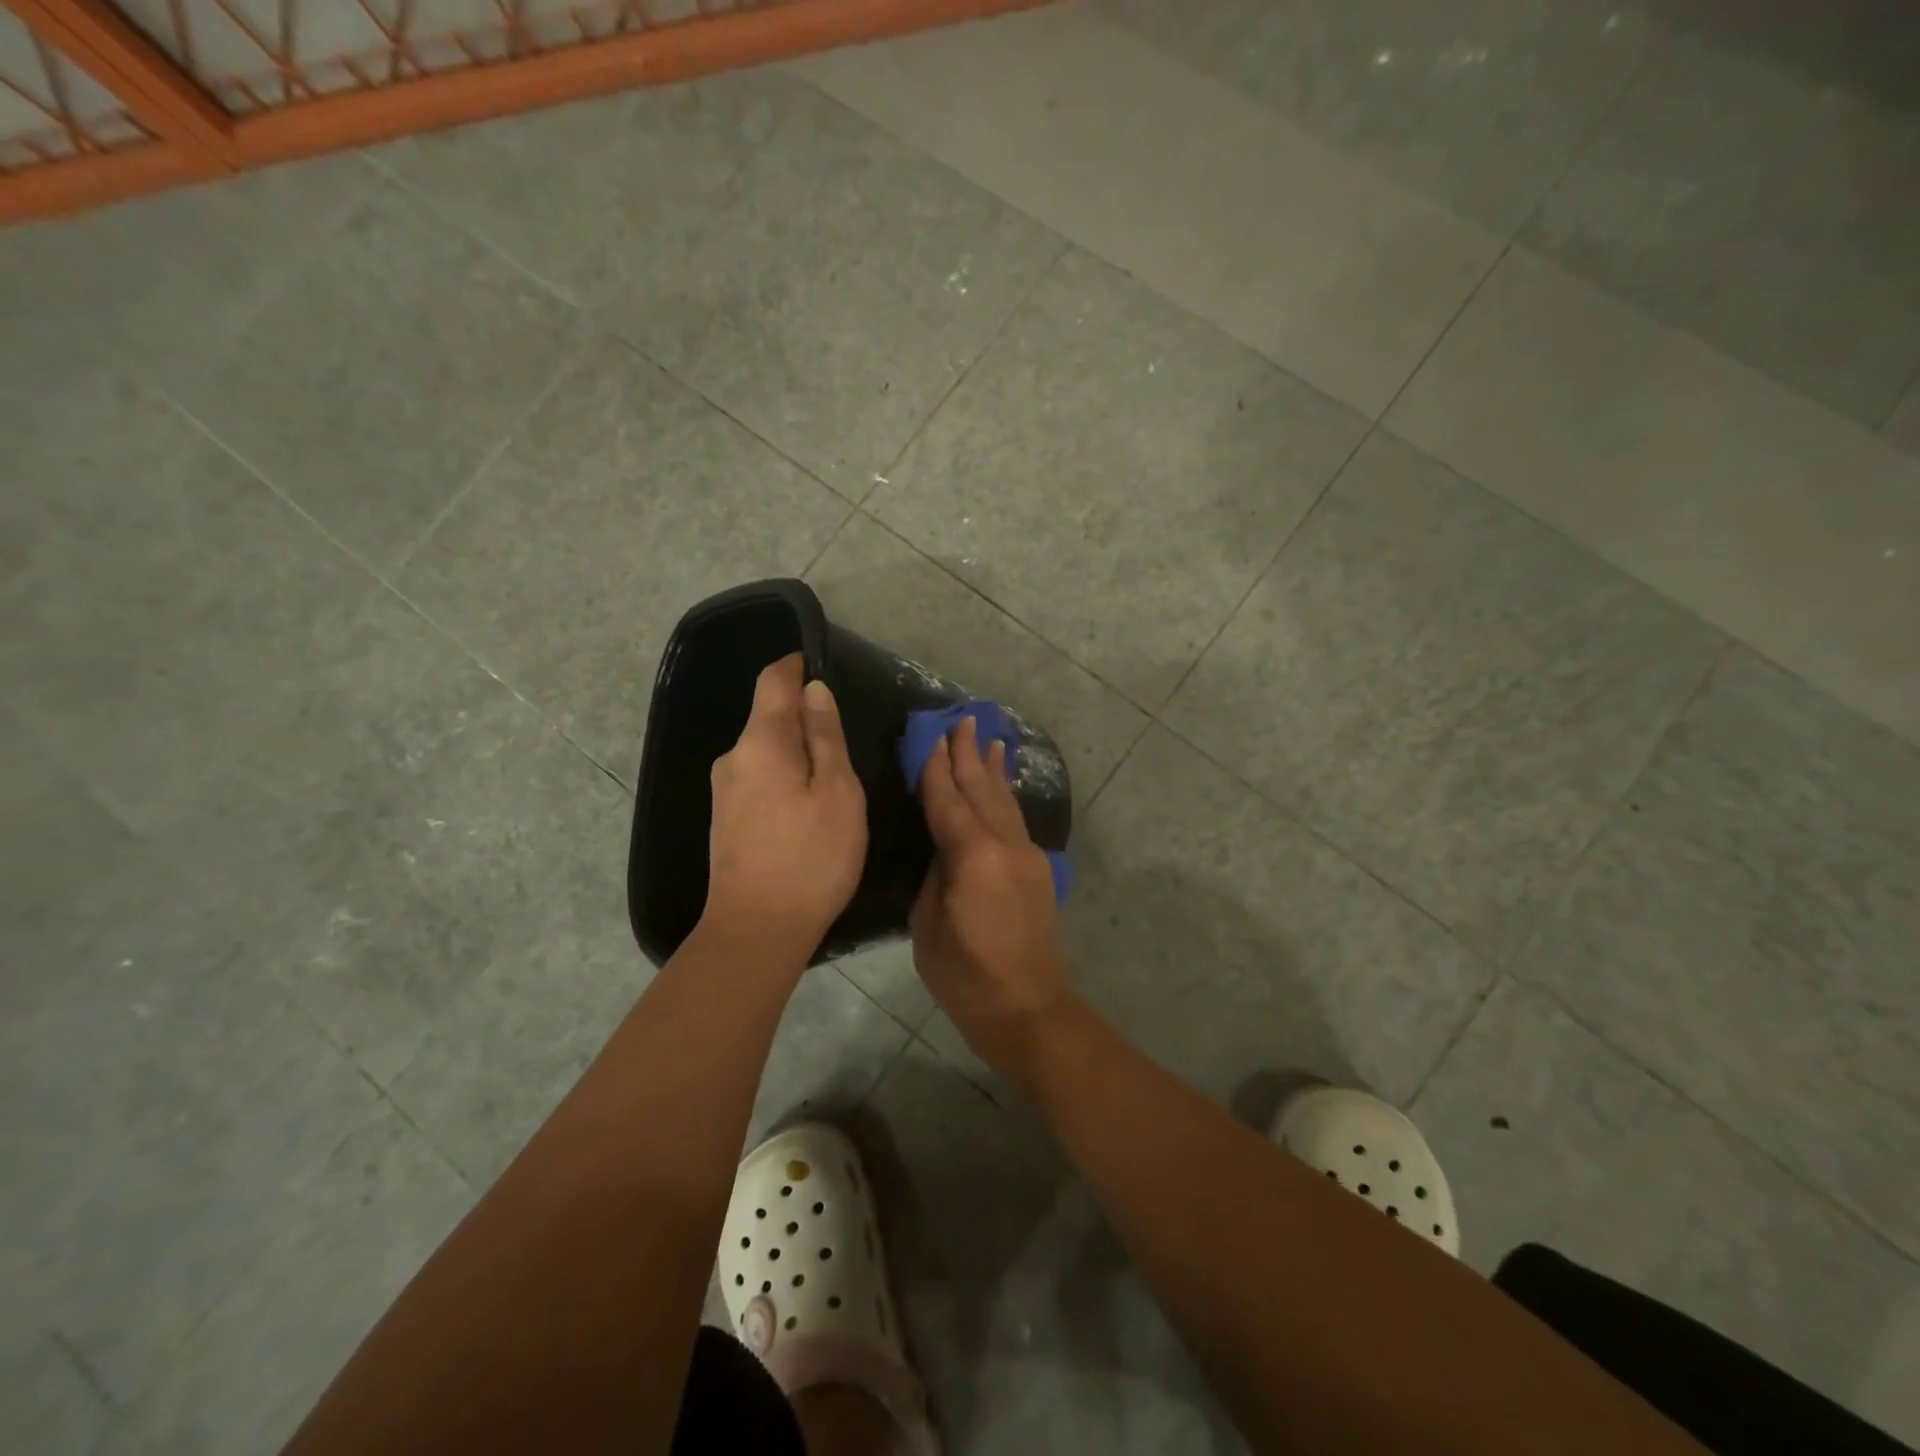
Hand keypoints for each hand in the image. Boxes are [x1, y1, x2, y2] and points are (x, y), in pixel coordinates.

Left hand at [703, 654, 866, 961]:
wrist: (756, 930)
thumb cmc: (810, 857)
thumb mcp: (837, 791)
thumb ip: (825, 735)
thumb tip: (813, 690)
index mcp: (761, 742)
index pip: (773, 681)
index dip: (796, 665)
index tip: (824, 666)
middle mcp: (733, 758)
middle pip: (768, 716)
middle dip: (804, 715)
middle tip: (848, 736)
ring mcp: (724, 791)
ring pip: (765, 751)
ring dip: (796, 750)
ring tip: (835, 774)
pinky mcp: (726, 819)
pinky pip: (759, 778)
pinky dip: (785, 776)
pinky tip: (808, 804)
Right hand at [912, 716, 1073, 1079]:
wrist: (1028, 1008)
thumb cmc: (966, 975)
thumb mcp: (929, 923)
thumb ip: (936, 873)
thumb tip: (944, 846)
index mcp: (974, 856)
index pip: (948, 800)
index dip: (937, 768)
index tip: (932, 736)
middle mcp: (1006, 845)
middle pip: (983, 790)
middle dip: (970, 754)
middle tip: (963, 720)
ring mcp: (1027, 856)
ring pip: (1005, 801)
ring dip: (994, 770)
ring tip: (990, 739)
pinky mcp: (1037, 870)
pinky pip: (1016, 820)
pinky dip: (1006, 796)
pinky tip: (1003, 786)